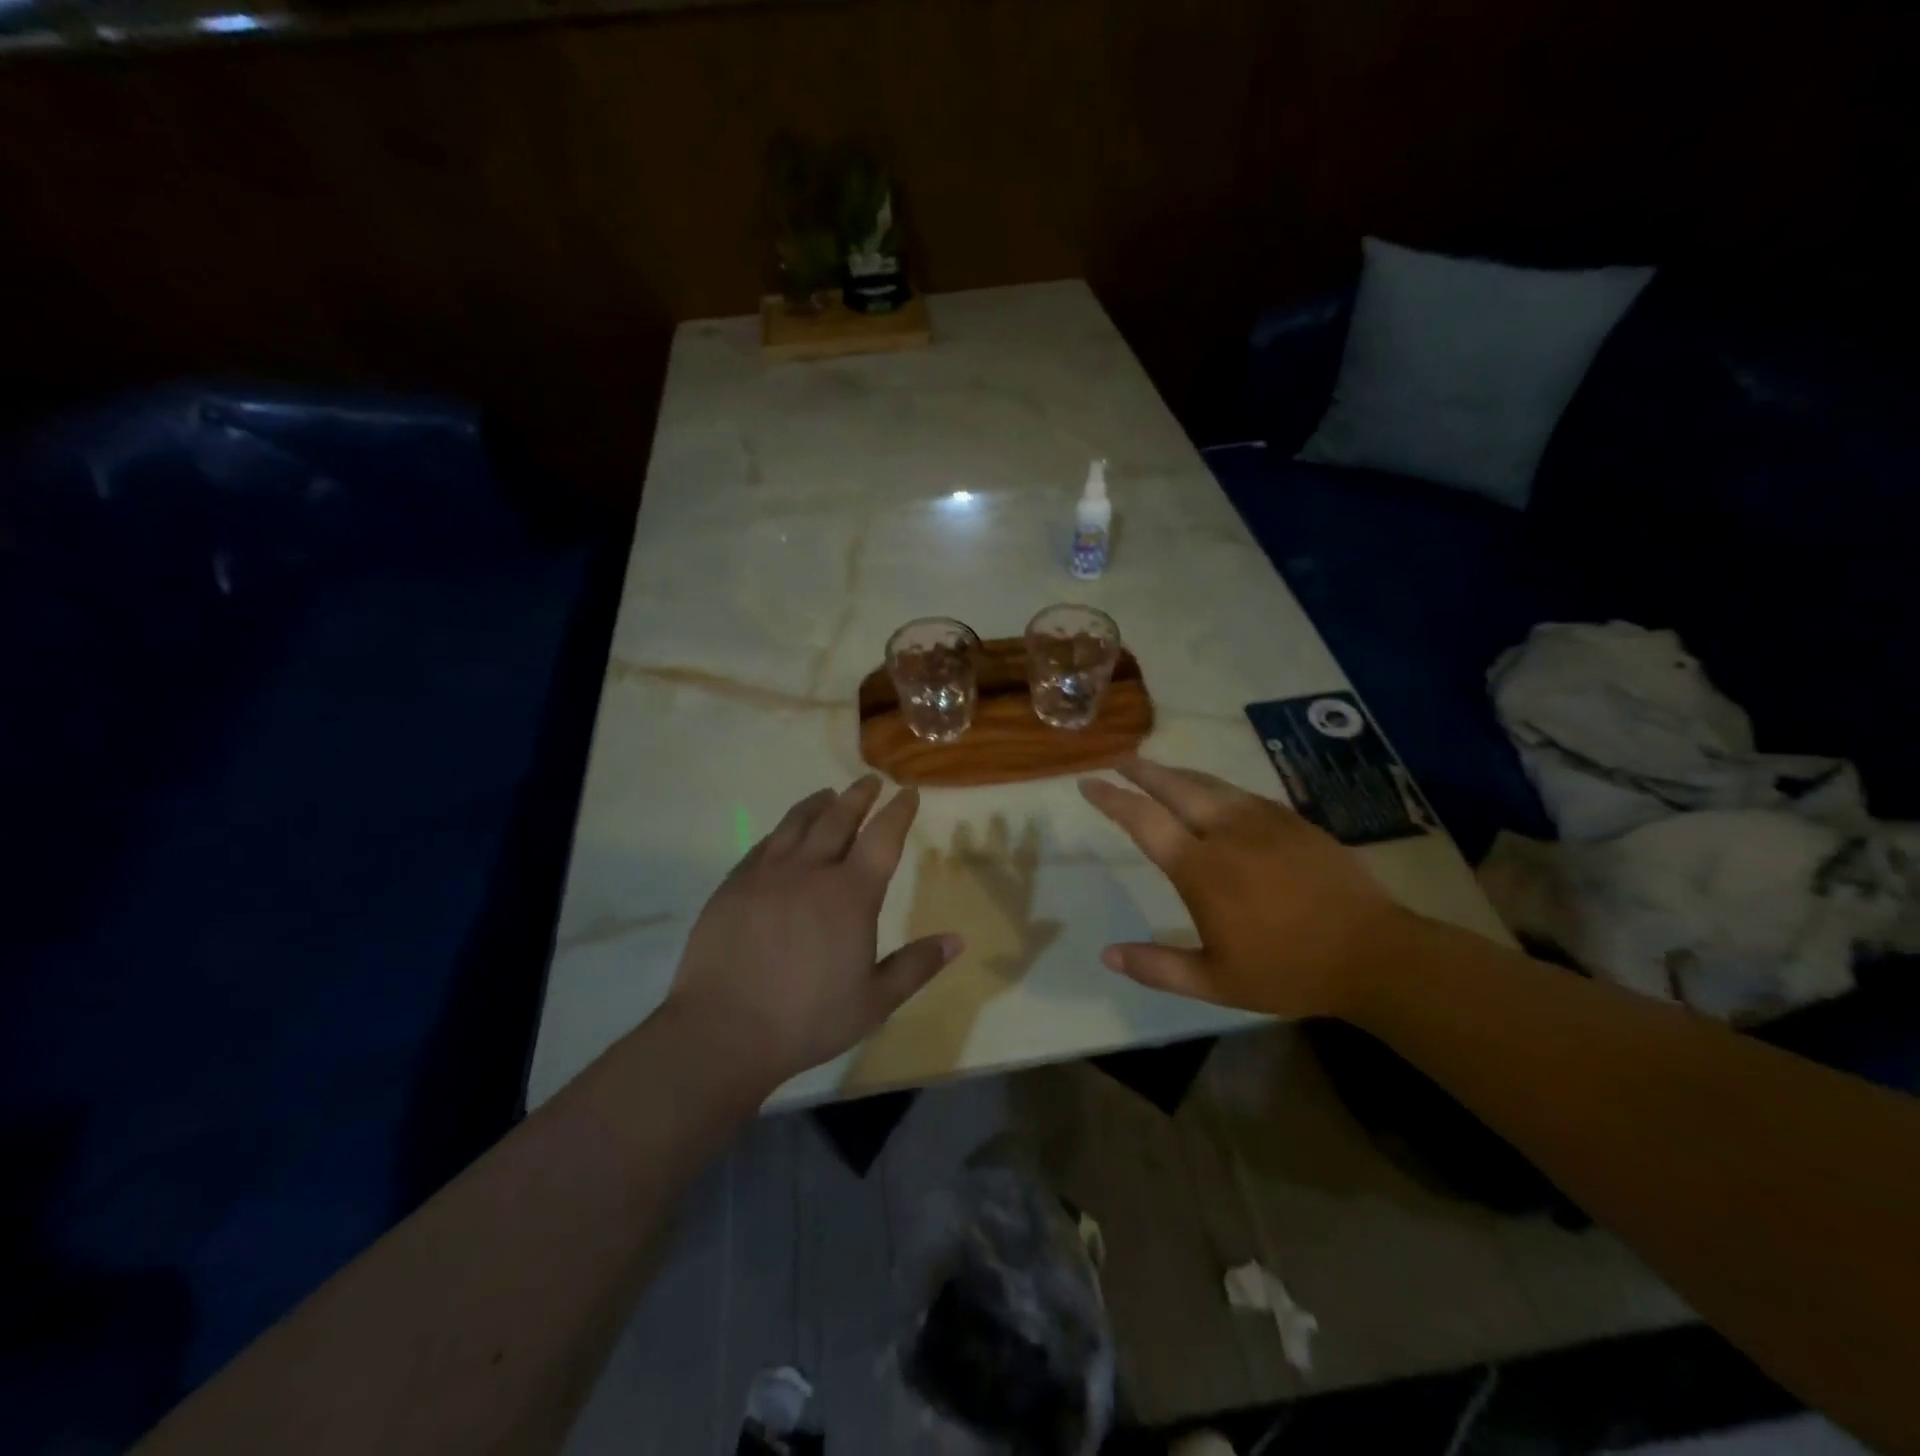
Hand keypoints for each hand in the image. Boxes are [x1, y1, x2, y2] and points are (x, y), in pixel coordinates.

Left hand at [662, 775, 963, 1090]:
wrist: (722, 1030)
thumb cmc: (807, 1019)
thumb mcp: (874, 1002)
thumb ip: (916, 966)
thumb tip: (958, 940)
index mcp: (851, 895)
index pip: (882, 838)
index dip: (898, 812)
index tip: (907, 792)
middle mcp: (811, 871)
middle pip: (839, 819)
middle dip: (859, 796)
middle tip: (870, 781)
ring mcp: (767, 874)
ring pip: (797, 824)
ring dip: (818, 804)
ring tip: (829, 794)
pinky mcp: (734, 885)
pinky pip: (763, 845)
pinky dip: (782, 831)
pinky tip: (783, 833)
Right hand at [1078, 757, 1410, 1017]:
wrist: (1372, 952)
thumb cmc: (1287, 970)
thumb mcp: (1215, 982)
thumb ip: (1158, 967)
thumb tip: (1107, 954)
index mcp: (1201, 868)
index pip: (1144, 820)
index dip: (1112, 799)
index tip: (1089, 784)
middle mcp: (1227, 832)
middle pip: (1175, 787)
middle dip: (1143, 770)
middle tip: (1120, 759)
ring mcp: (1264, 821)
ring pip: (1210, 784)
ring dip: (1177, 774)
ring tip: (1158, 770)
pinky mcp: (1293, 821)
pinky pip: (1242, 794)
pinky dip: (1215, 787)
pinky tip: (1215, 795)